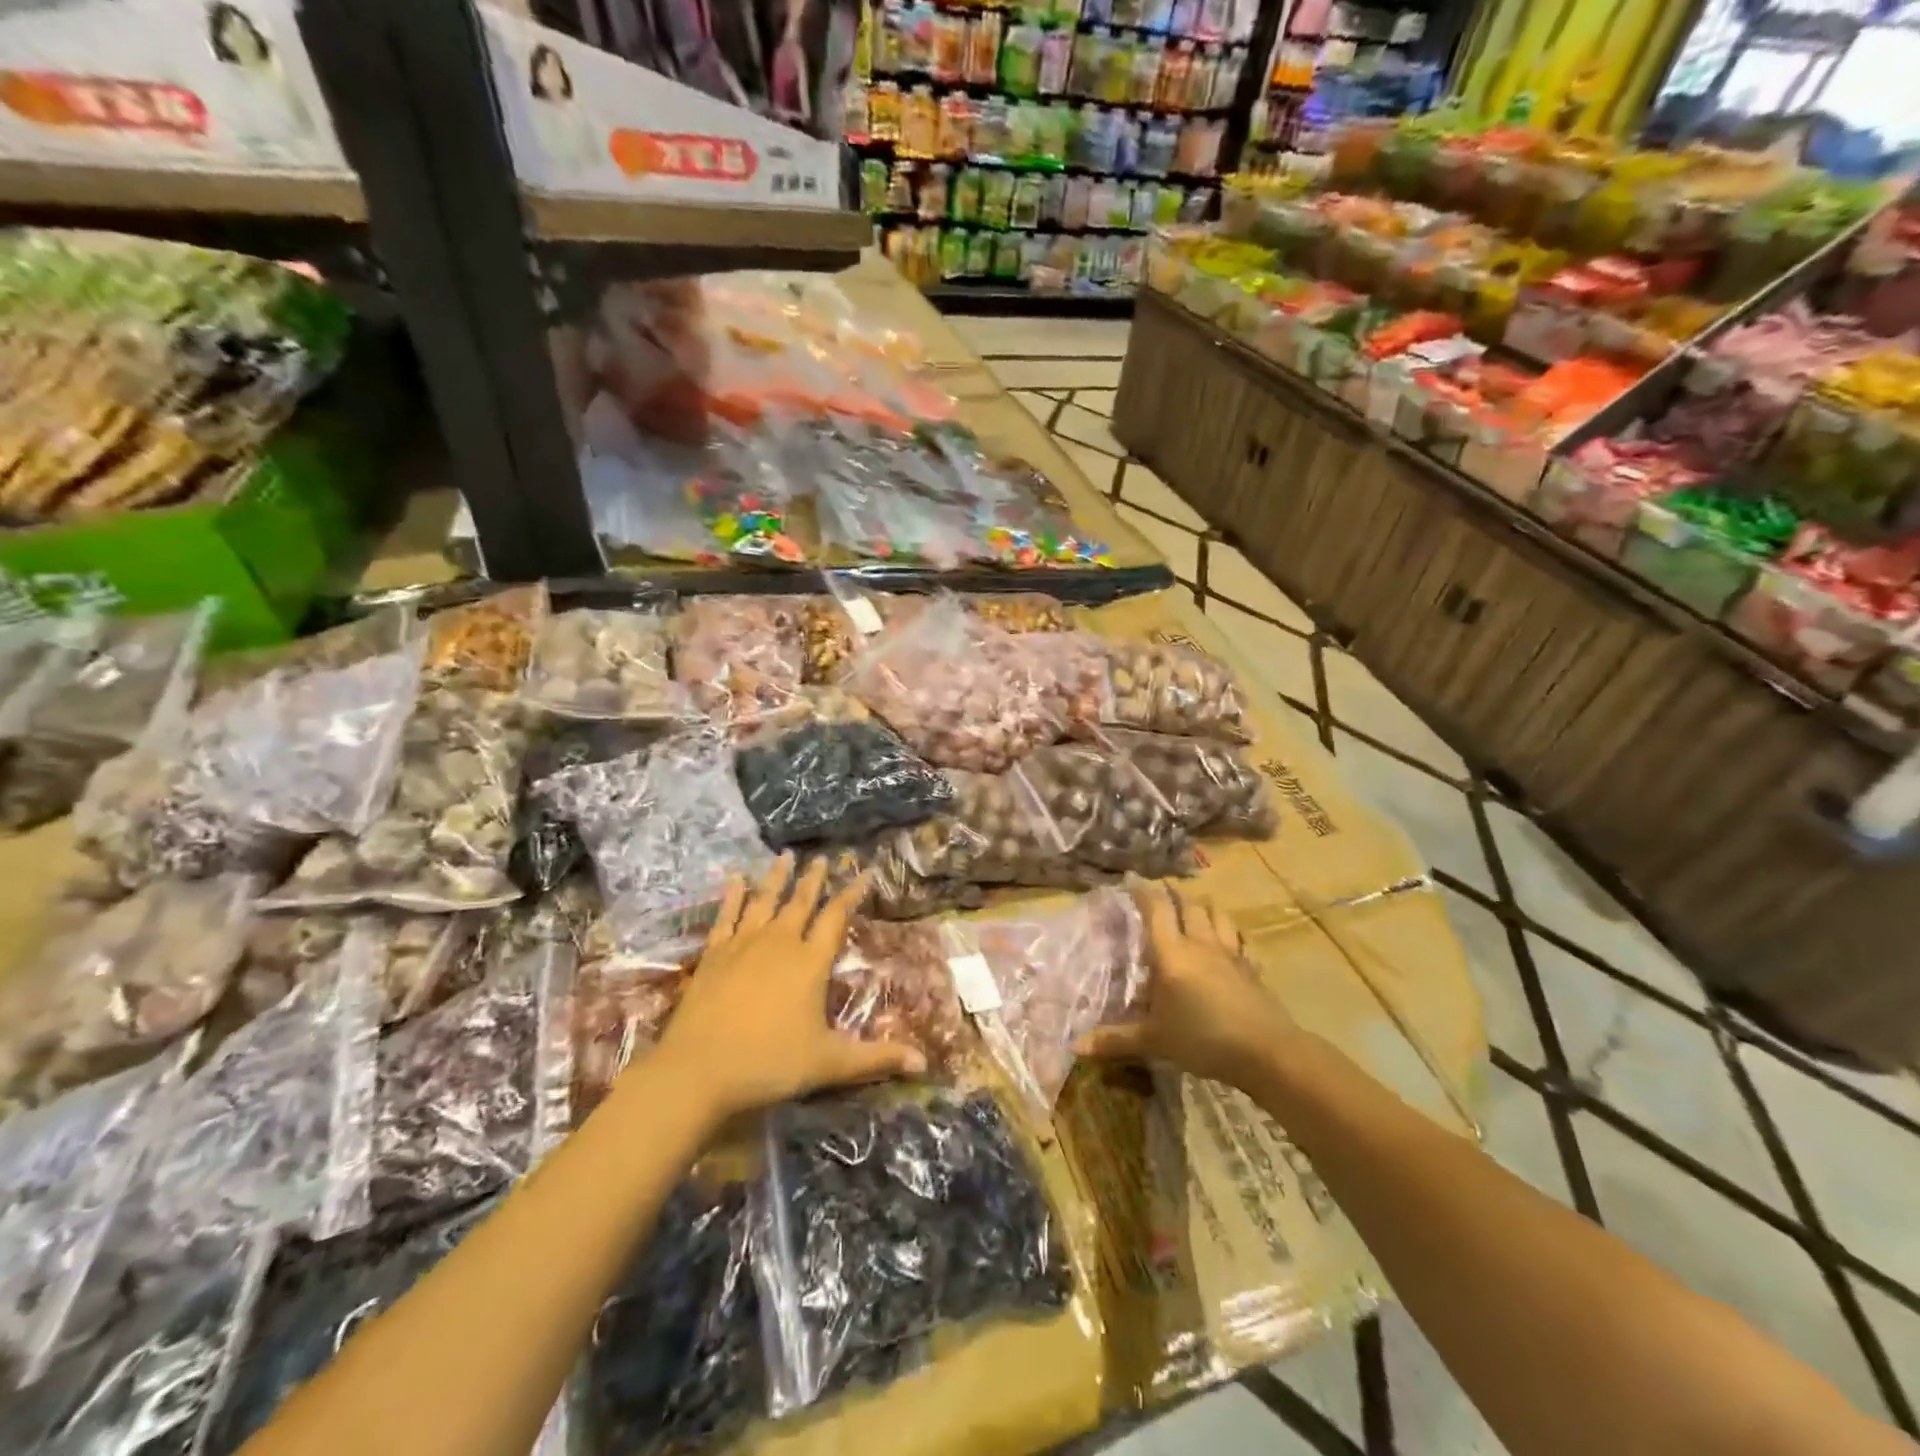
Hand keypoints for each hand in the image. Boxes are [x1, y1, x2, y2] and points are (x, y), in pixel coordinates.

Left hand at [651, 855, 925, 1122]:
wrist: (698, 1070)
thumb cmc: (769, 1063)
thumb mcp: (829, 1063)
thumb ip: (876, 1058)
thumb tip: (924, 1062)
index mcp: (810, 962)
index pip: (836, 917)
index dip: (852, 893)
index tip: (864, 872)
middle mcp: (780, 943)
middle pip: (801, 902)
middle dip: (814, 879)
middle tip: (822, 858)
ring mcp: (743, 945)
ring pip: (764, 901)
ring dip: (776, 878)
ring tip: (784, 856)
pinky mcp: (714, 955)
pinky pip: (726, 916)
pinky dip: (733, 895)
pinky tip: (735, 879)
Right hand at [1078, 877, 1297, 1090]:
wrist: (1266, 1051)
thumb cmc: (1202, 1039)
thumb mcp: (1154, 1041)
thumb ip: (1115, 1040)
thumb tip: (1075, 1046)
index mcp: (1172, 953)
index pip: (1156, 909)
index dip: (1143, 890)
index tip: (1132, 878)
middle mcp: (1200, 944)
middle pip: (1188, 905)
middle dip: (1174, 894)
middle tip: (1162, 891)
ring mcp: (1230, 954)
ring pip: (1217, 916)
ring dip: (1204, 907)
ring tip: (1196, 907)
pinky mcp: (1251, 969)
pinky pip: (1239, 942)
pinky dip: (1230, 935)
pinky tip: (1229, 945)